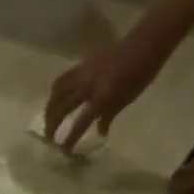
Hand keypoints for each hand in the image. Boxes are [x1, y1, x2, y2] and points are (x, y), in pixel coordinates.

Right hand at [43, 23, 180, 152]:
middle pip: (61, 109)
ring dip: (49, 109)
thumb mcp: (127, 98)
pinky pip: (61, 81)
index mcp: (101, 98)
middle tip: (49, 138)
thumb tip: (100, 132)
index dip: (70, 138)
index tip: (64, 150)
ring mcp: (81, 75)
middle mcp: (86, 87)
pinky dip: (54, 93)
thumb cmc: (142, 73)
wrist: (145, 43)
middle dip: (52, 125)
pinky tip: (54, 98)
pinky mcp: (80, 65)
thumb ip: (109, 116)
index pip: (80, 123)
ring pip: (56, 94)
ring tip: (48, 119)